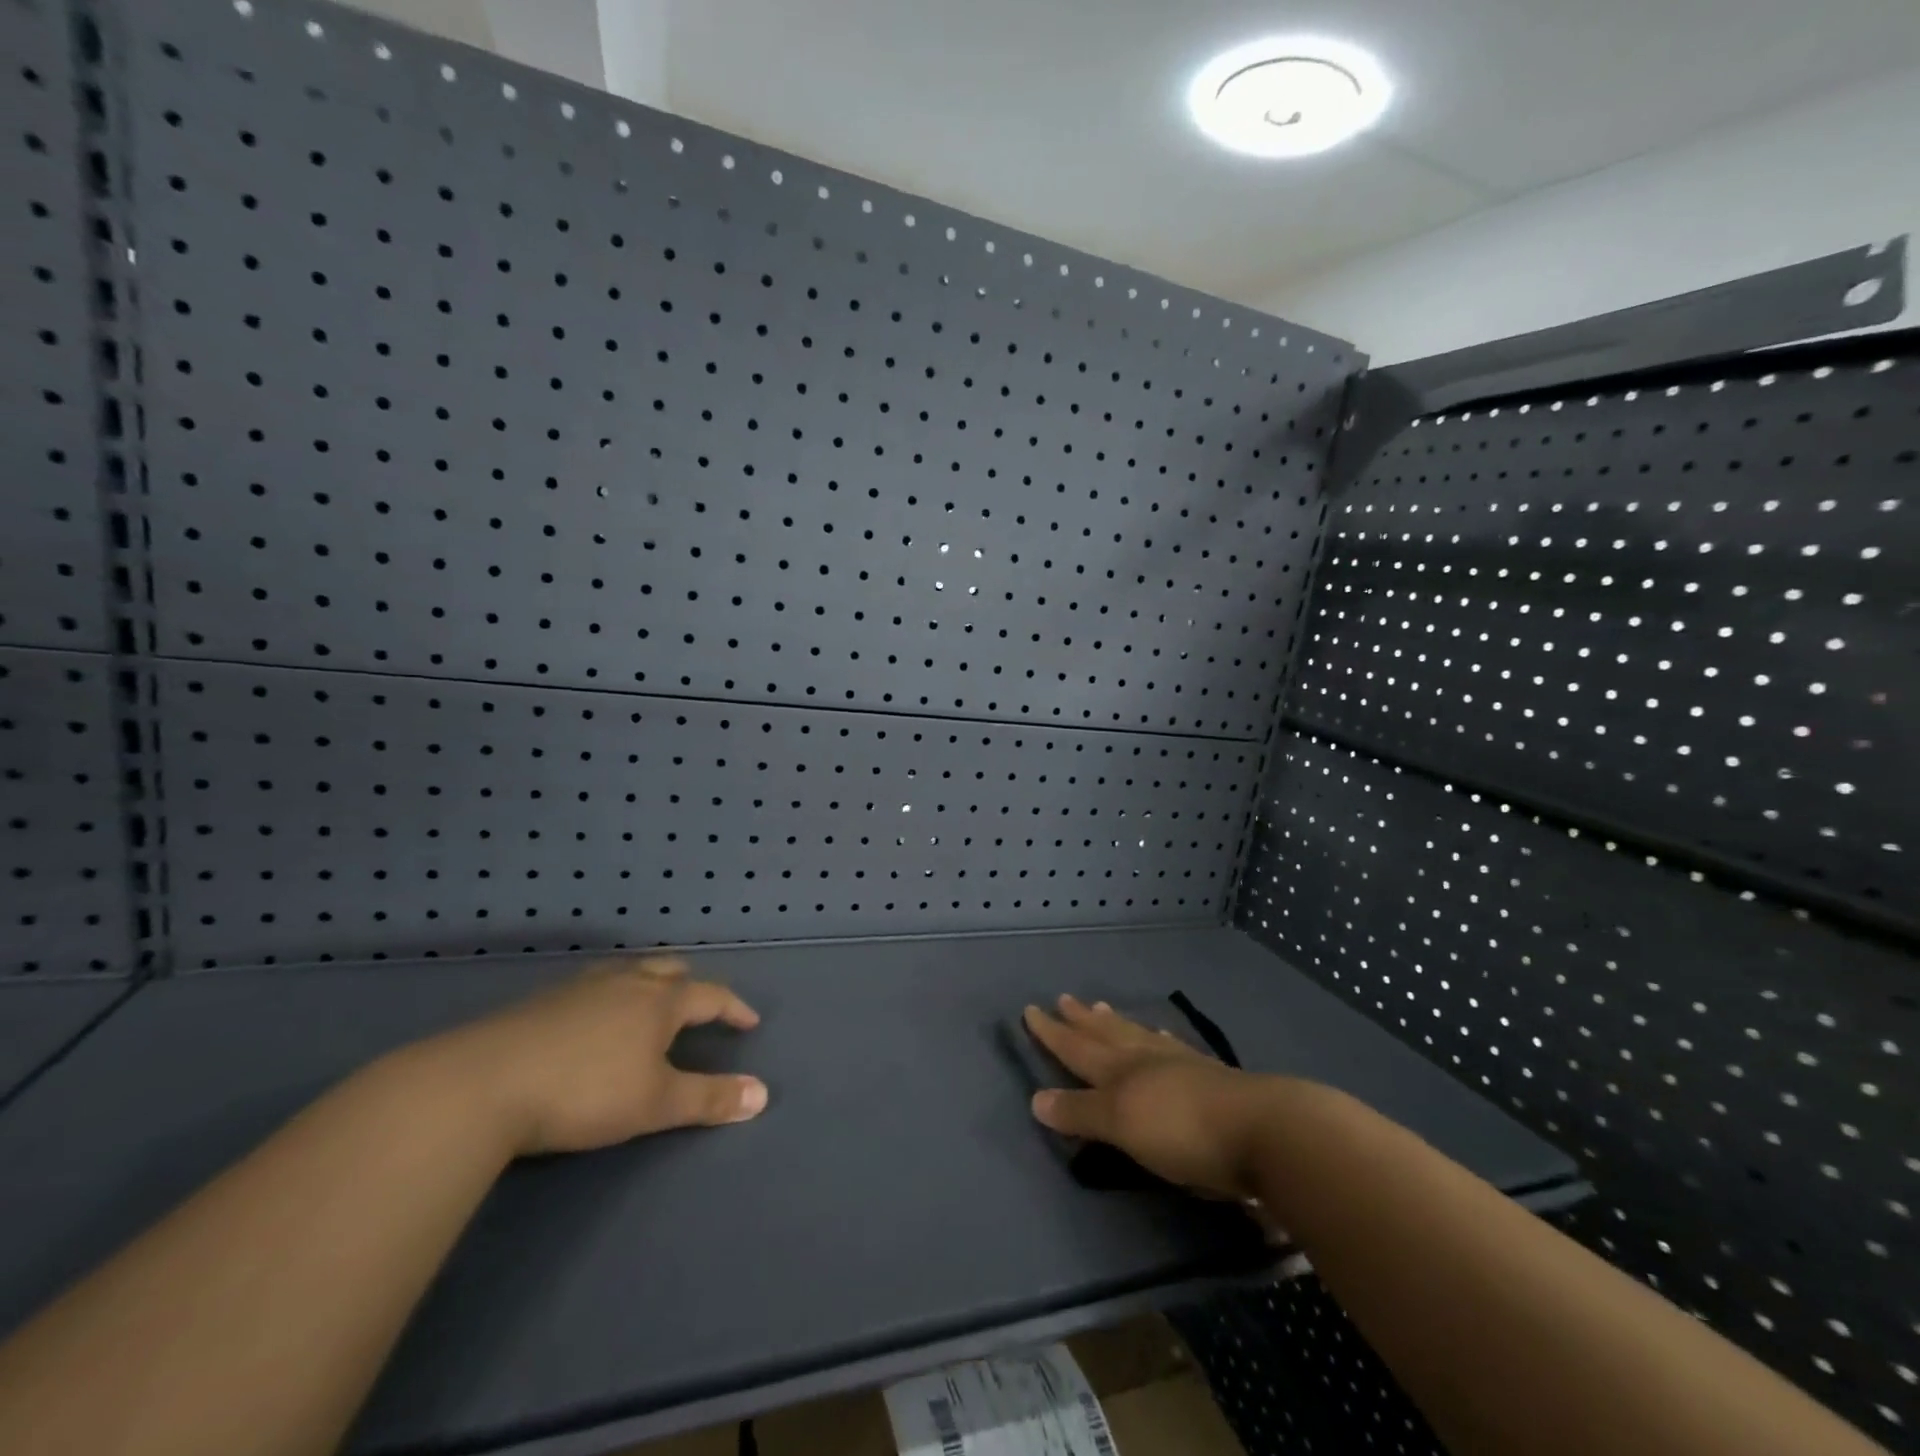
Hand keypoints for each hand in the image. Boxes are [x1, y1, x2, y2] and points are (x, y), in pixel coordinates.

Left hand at [428, 957, 767, 1156]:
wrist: (483, 1084)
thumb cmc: (586, 1091)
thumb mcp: (656, 1104)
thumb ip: (710, 1098)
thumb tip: (763, 1094)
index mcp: (660, 1001)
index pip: (711, 995)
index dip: (733, 1008)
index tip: (749, 1022)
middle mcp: (626, 982)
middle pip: (668, 970)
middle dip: (691, 984)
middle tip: (699, 1004)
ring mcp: (581, 987)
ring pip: (628, 972)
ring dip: (649, 983)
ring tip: (649, 1004)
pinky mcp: (541, 1001)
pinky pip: (592, 986)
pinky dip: (610, 995)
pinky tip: (593, 1020)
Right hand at [1023, 995, 1279, 1199]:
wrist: (1263, 1131)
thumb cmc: (1182, 1131)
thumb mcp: (1122, 1125)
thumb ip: (1080, 1112)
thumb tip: (1036, 1097)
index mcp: (1121, 1072)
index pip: (1077, 1048)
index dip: (1052, 1032)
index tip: (1031, 1009)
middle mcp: (1146, 1060)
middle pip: (1106, 1035)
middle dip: (1081, 1021)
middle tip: (1065, 998)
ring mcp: (1181, 1065)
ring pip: (1138, 1037)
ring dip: (1117, 1024)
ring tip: (1103, 1007)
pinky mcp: (1211, 1078)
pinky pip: (1172, 1048)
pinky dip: (1158, 1039)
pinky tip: (1162, 1036)